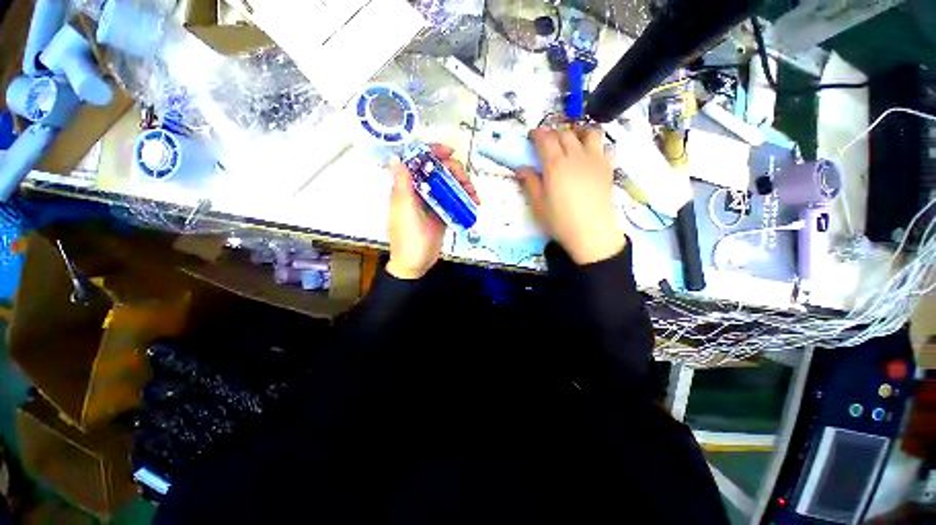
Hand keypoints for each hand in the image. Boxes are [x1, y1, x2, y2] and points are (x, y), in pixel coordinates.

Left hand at [386, 144, 479, 279]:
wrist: (416, 264)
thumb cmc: (408, 239)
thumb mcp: (405, 211)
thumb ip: (402, 185)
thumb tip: (396, 157)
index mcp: (407, 187)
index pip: (419, 161)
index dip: (433, 152)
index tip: (450, 152)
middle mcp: (420, 191)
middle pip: (440, 171)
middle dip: (455, 171)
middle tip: (466, 183)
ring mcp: (433, 202)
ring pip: (450, 184)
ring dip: (464, 185)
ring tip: (474, 196)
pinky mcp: (443, 212)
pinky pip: (455, 199)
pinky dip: (465, 198)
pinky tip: (474, 203)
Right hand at [517, 127, 624, 264]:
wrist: (591, 233)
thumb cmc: (560, 221)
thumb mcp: (539, 205)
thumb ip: (530, 183)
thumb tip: (520, 168)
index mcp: (556, 166)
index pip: (546, 140)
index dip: (537, 134)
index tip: (531, 135)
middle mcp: (576, 157)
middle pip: (565, 134)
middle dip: (554, 132)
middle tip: (547, 140)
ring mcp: (595, 161)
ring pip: (590, 133)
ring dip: (579, 131)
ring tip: (572, 138)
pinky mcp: (608, 169)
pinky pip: (606, 147)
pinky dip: (598, 144)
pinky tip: (592, 153)